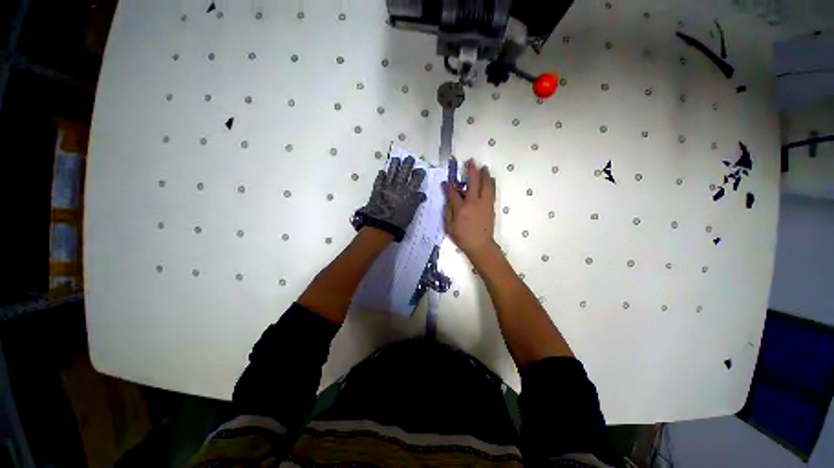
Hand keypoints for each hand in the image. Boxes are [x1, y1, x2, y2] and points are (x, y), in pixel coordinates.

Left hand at [353, 156, 426, 241]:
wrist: (381, 225)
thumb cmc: (399, 221)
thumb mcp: (412, 212)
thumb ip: (416, 201)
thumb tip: (422, 195)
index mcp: (409, 192)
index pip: (416, 179)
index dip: (419, 173)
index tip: (420, 169)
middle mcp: (399, 186)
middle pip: (404, 171)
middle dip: (407, 163)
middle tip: (409, 158)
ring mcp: (387, 187)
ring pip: (391, 172)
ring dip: (394, 165)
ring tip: (396, 159)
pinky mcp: (377, 190)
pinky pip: (379, 180)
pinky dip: (381, 176)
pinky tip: (381, 172)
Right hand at [442, 159, 495, 256]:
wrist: (480, 245)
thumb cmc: (462, 237)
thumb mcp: (449, 226)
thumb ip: (448, 210)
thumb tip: (447, 196)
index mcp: (461, 208)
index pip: (454, 192)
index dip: (449, 185)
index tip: (446, 181)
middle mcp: (474, 202)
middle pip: (473, 182)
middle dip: (471, 171)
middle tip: (471, 161)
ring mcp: (484, 203)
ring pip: (486, 184)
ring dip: (484, 174)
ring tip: (483, 167)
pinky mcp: (491, 206)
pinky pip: (492, 191)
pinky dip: (491, 183)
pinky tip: (491, 179)